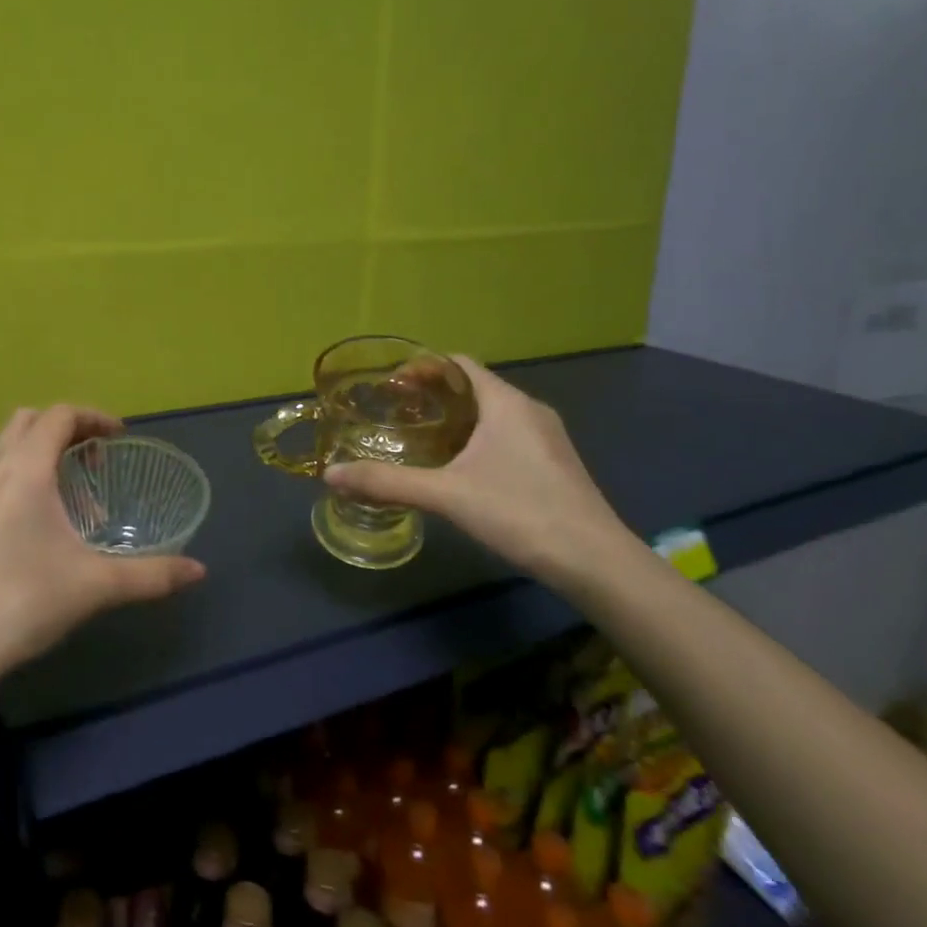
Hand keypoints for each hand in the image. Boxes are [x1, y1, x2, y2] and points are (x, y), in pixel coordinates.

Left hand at [0, 405, 205, 692]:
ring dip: (38, 452)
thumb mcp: (94, 587)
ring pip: (3, 447)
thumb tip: (199, 571)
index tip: (121, 437)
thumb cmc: (21, 603)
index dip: (94, 417)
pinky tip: (29, 523)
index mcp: (24, 468)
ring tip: (66, 497)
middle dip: (65, 429)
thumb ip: (151, 575)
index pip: (60, 415)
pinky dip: (15, 476)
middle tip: (94, 462)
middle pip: (28, 420)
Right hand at [322, 357, 634, 583]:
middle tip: (397, 413)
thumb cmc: (520, 513)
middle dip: (434, 394)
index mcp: (505, 402)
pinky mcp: (555, 464)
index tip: (391, 385)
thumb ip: (387, 482)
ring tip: (421, 439)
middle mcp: (529, 410)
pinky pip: (507, 435)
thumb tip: (330, 475)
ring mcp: (547, 438)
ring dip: (455, 418)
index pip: (459, 364)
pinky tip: (459, 469)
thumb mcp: (446, 495)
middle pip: (474, 386)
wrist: (596, 562)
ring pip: (492, 413)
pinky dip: (476, 439)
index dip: (423, 367)